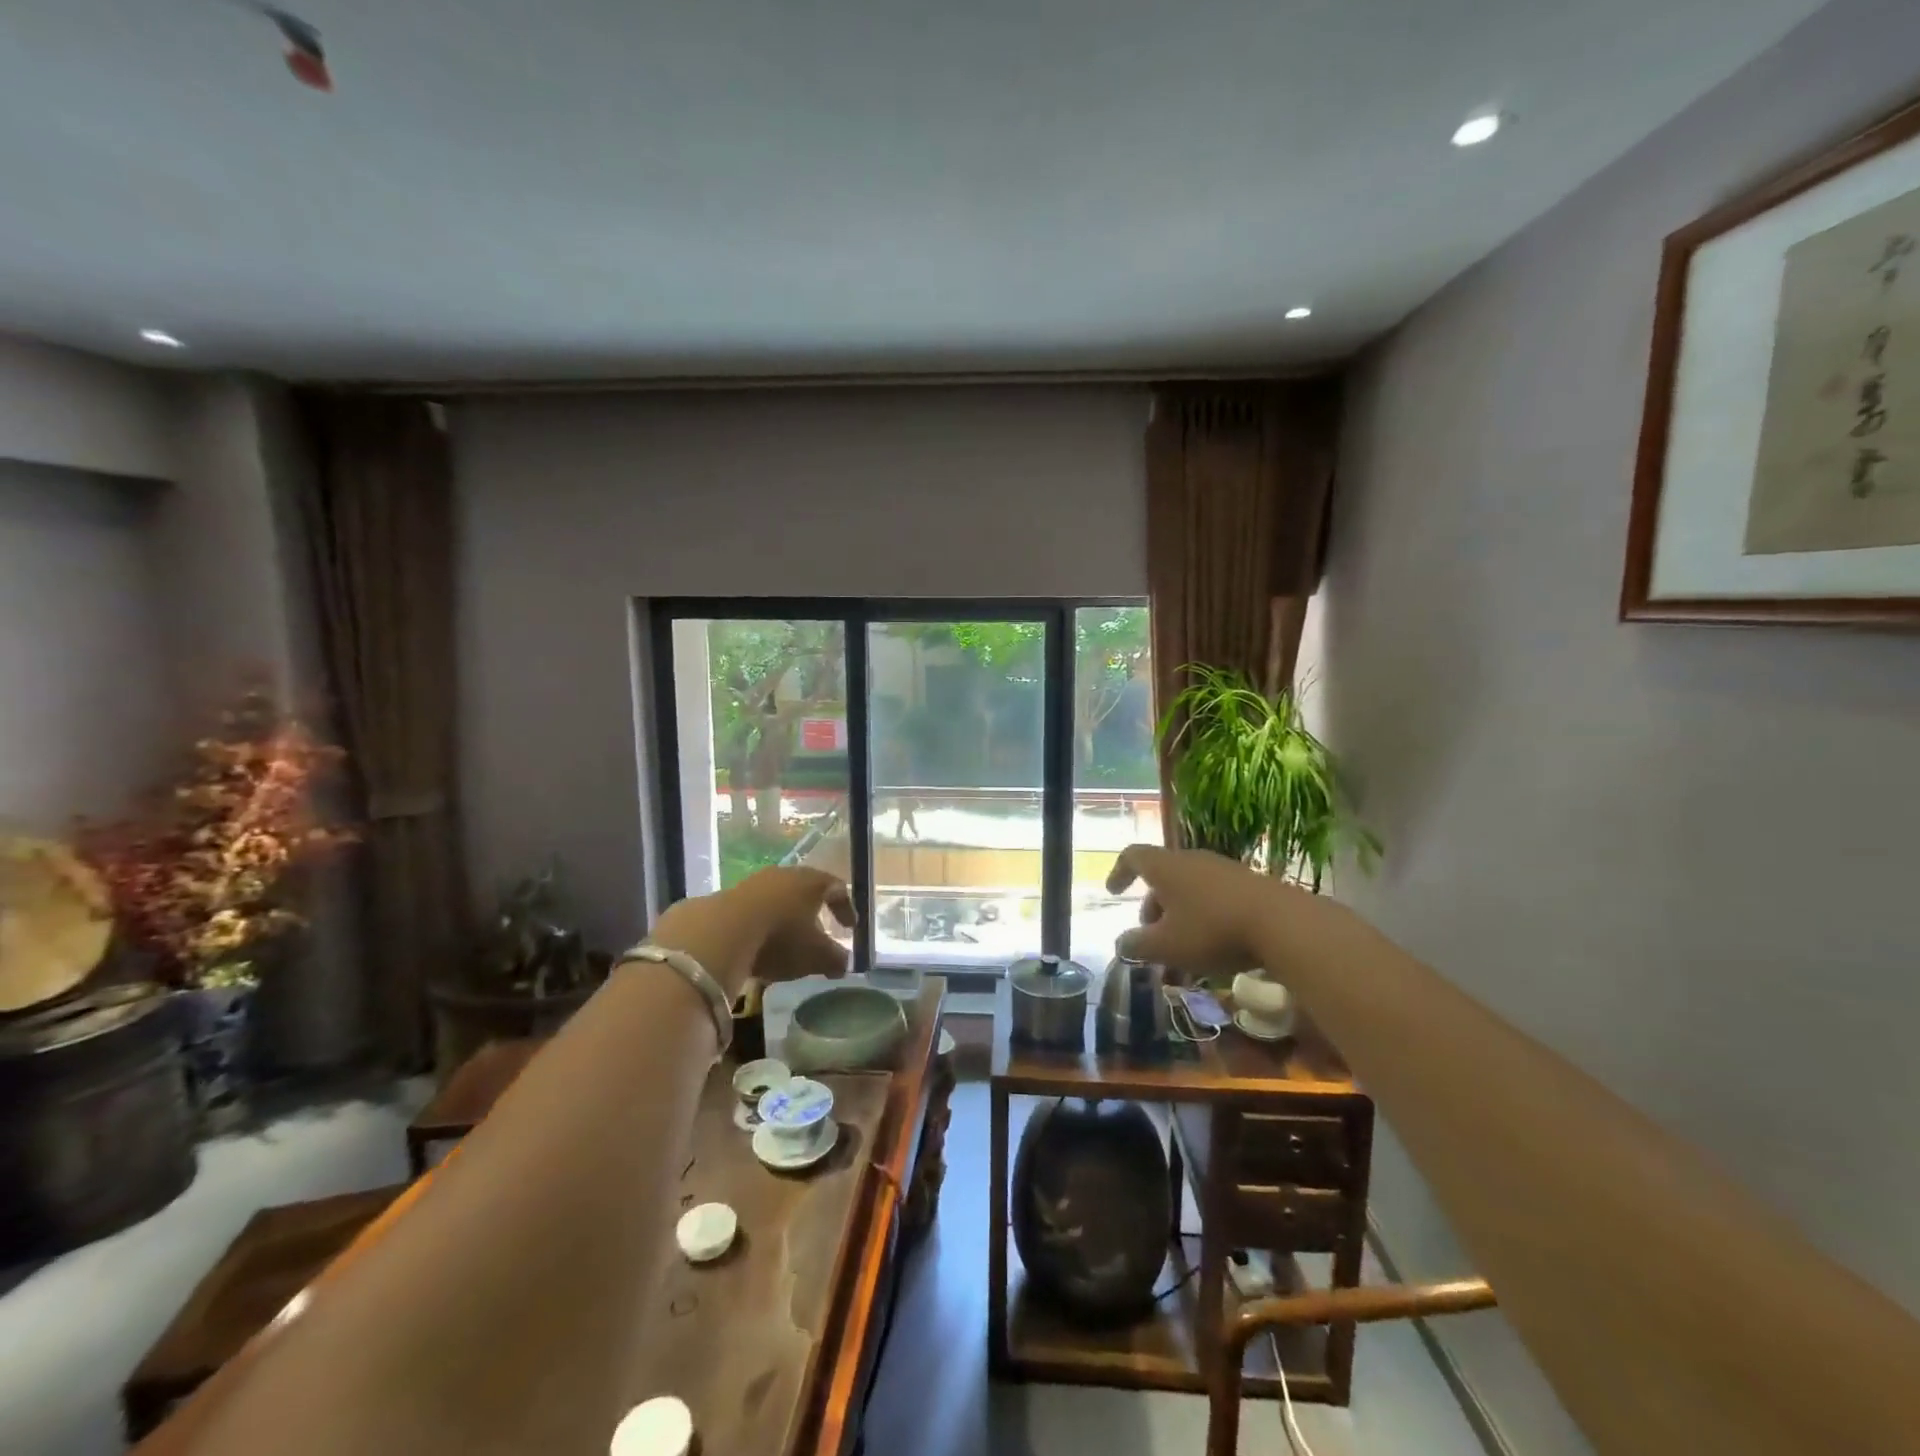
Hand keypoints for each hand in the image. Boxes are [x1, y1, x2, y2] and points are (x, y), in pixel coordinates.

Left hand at [649, 866, 854, 998]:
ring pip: (778, 900)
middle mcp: (785, 875)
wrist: (721, 933)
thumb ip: (836, 959)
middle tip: (819, 933)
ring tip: (786, 944)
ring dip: (785, 919)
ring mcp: (754, 883)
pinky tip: (758, 947)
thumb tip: (844, 964)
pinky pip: (753, 910)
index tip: (850, 928)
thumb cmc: (781, 938)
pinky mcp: (727, 897)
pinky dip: (761, 926)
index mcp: (812, 882)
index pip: (837, 888)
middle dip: (814, 913)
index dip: (846, 908)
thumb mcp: (816, 956)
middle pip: (805, 890)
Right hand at [1105, 844, 1304, 976]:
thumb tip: (1121, 944)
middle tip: (1152, 940)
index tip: (1113, 892)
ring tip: (1184, 954)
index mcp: (1166, 867)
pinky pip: (1215, 898)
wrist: (1283, 923)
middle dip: (1153, 909)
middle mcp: (1192, 860)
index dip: (1119, 872)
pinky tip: (1215, 950)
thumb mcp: (1167, 946)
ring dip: (1179, 919)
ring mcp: (1224, 870)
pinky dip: (1205, 920)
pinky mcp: (1250, 885)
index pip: (1132, 856)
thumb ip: (1138, 945)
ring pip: (1190, 891)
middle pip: (1163, 878)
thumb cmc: (1212, 930)